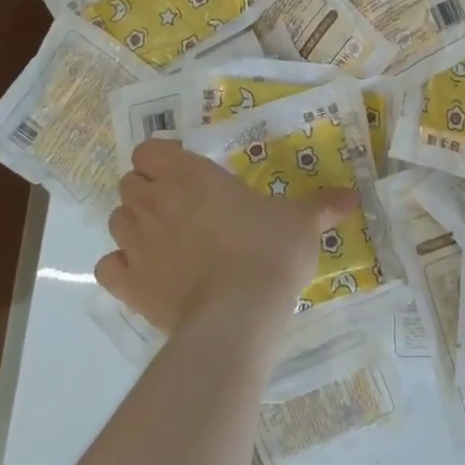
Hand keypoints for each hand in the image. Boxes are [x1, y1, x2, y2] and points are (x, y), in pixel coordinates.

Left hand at [93, 138, 357, 332]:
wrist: (238, 314)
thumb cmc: (268, 251)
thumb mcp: (302, 222)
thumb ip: (323, 205)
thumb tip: (353, 197)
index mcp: (190, 175)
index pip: (149, 149)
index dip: (162, 157)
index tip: (187, 171)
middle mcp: (154, 202)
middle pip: (129, 182)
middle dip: (148, 188)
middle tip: (181, 204)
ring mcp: (136, 244)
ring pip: (116, 219)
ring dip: (135, 222)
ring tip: (165, 237)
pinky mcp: (128, 285)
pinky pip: (110, 265)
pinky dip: (123, 264)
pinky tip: (146, 271)